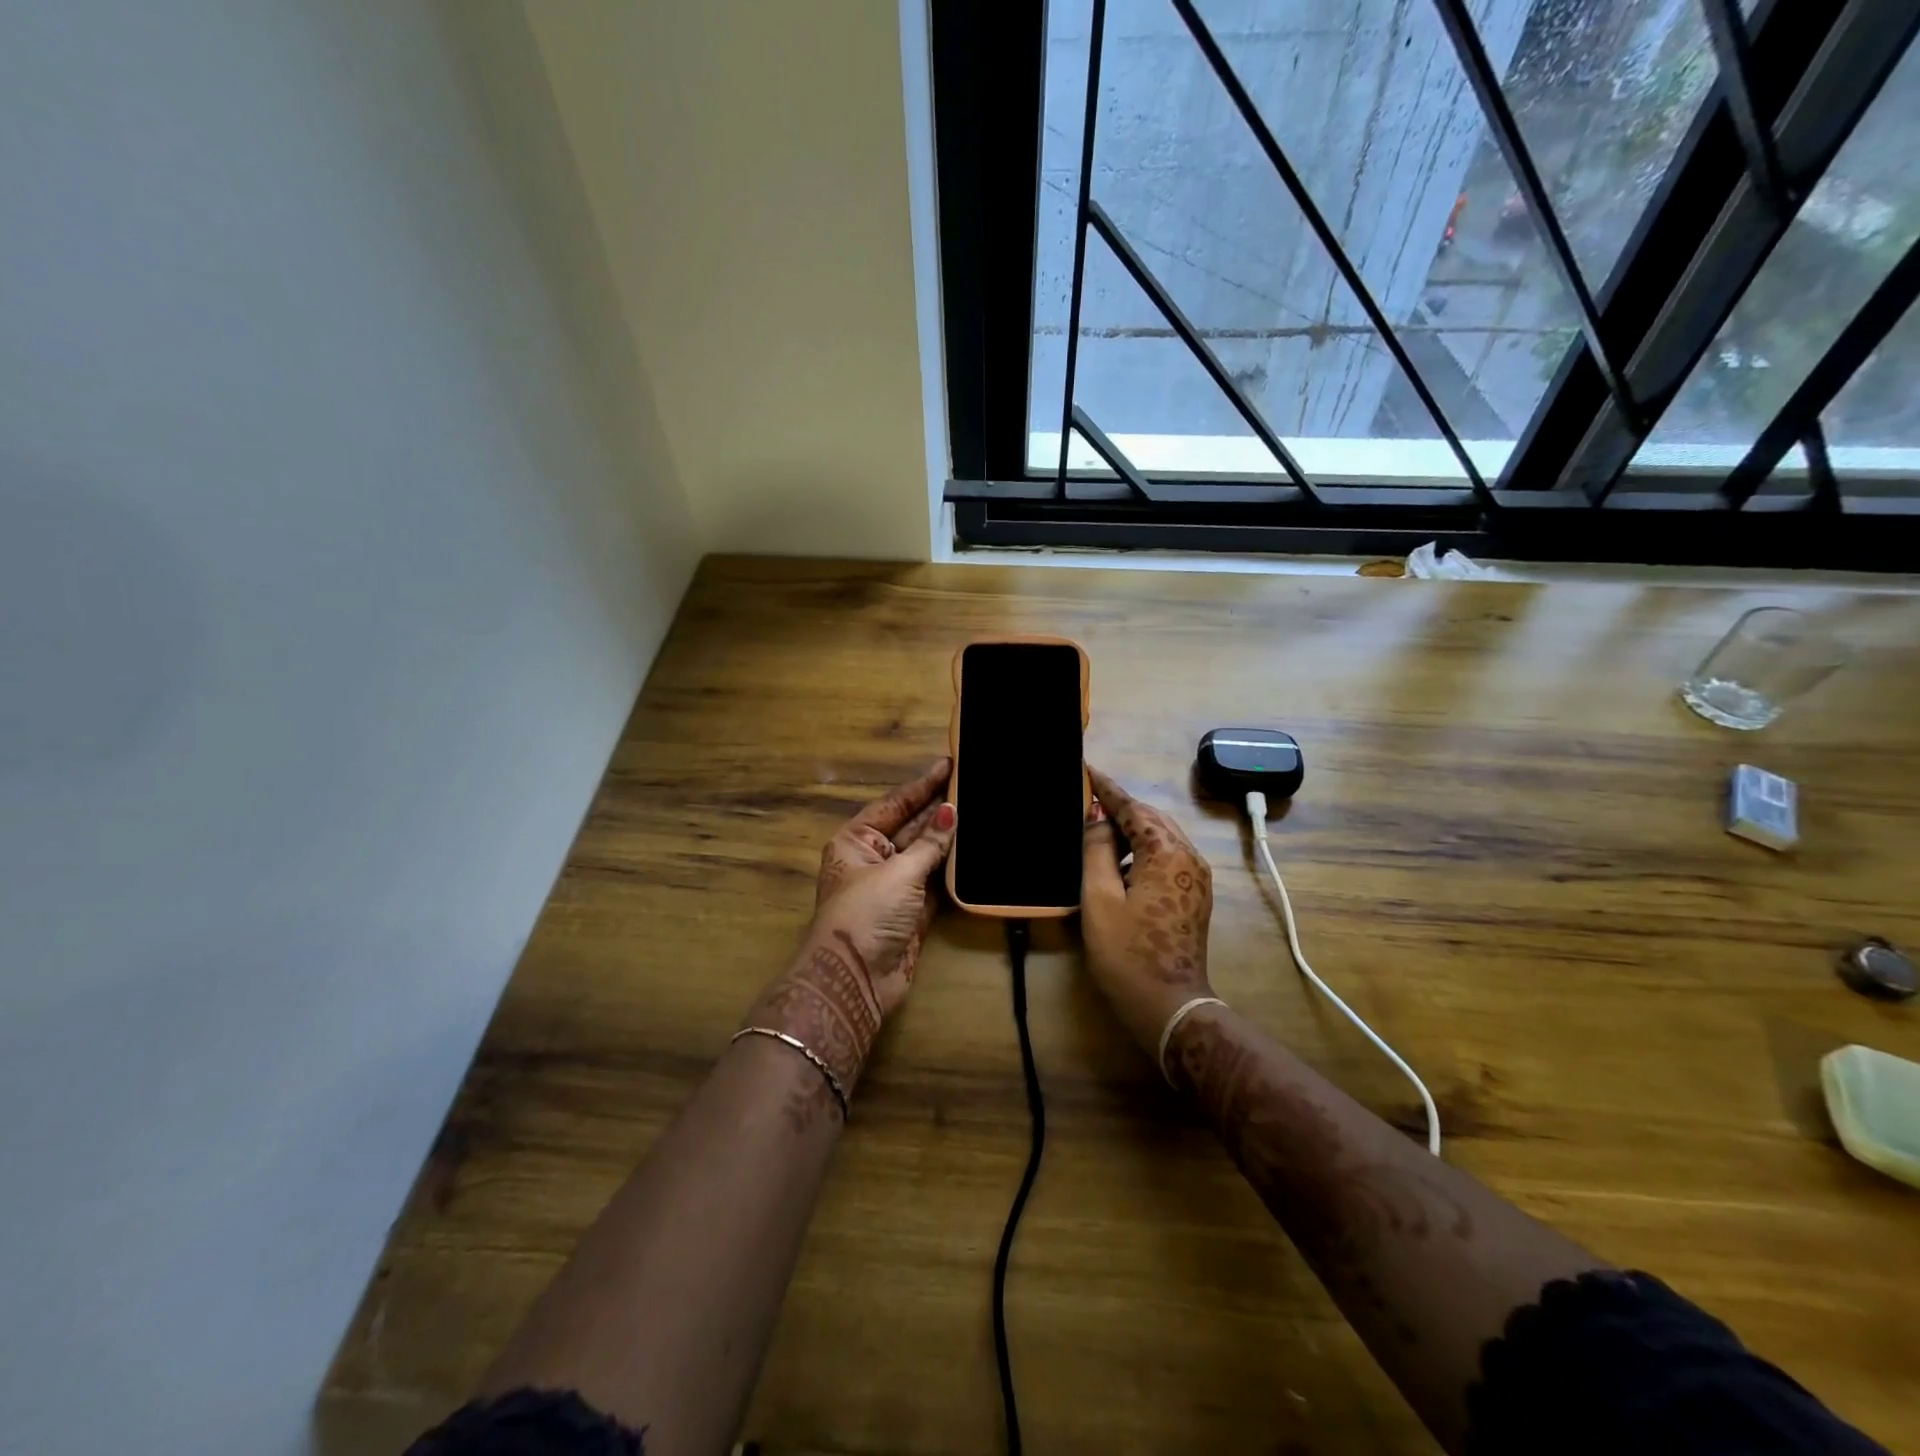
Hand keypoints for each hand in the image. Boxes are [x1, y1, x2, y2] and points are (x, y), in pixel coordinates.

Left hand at [747, 759, 956, 1099]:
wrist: (855, 980)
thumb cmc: (866, 914)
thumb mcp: (898, 872)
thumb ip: (929, 843)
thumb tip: (951, 811)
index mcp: (856, 840)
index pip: (895, 804)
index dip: (922, 785)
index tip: (949, 764)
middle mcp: (874, 858)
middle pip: (911, 826)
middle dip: (939, 809)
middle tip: (973, 784)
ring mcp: (894, 885)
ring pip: (926, 854)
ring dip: (949, 838)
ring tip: (980, 810)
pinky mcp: (913, 911)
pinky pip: (936, 881)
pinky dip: (953, 868)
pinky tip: (975, 851)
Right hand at [1081, 766, 1214, 1058]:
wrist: (1168, 1004)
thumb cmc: (1126, 951)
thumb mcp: (1099, 897)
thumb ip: (1097, 849)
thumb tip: (1098, 818)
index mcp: (1166, 853)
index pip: (1133, 808)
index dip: (1107, 788)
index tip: (1086, 769)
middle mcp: (1188, 856)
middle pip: (1152, 818)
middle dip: (1121, 806)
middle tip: (1088, 800)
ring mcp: (1197, 876)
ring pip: (1162, 836)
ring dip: (1133, 829)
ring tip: (1099, 829)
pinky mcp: (1195, 893)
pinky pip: (1168, 856)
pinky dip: (1144, 848)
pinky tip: (1120, 861)